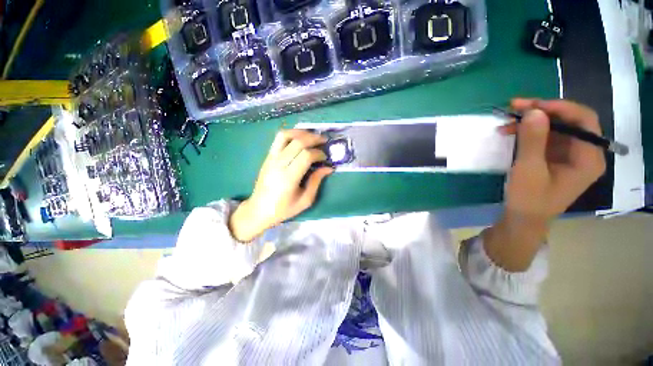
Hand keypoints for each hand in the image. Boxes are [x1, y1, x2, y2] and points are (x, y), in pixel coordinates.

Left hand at [228, 130, 333, 241]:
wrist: (258, 210)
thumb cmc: (283, 209)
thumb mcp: (305, 200)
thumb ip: (316, 181)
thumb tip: (328, 167)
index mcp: (288, 178)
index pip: (306, 155)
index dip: (319, 153)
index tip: (325, 157)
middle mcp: (278, 164)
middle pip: (297, 142)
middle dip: (314, 138)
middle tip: (324, 141)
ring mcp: (271, 158)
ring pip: (285, 135)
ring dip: (301, 132)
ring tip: (312, 136)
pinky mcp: (267, 157)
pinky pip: (278, 139)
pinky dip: (291, 134)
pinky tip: (300, 138)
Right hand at [500, 98, 605, 222]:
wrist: (523, 218)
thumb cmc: (529, 199)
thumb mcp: (529, 170)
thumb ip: (533, 140)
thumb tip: (533, 111)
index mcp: (588, 158)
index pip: (584, 121)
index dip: (560, 107)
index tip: (531, 105)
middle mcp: (584, 153)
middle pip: (569, 121)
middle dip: (542, 112)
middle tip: (514, 107)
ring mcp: (570, 155)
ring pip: (556, 127)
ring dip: (531, 121)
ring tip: (507, 121)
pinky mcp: (556, 157)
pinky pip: (546, 137)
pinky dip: (529, 132)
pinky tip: (511, 132)